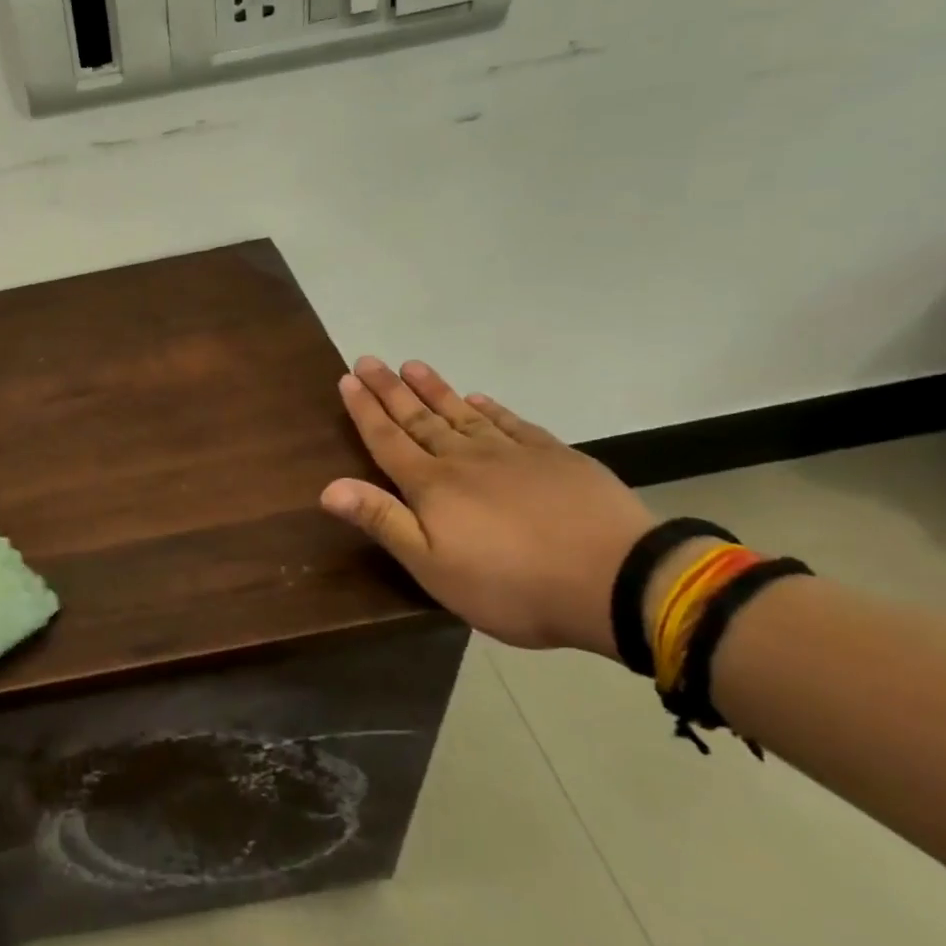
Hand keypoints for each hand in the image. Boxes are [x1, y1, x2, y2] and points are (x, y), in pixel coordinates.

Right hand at [319, 357, 654, 655]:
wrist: (617, 581)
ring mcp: (513, 454)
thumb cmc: (512, 585)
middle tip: (369, 361)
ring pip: (463, 414)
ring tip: (413, 366)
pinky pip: (512, 424)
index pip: (388, 440)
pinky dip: (491, 408)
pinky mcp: (555, 457)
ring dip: (435, 390)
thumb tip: (327, 487)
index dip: (365, 410)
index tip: (348, 379)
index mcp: (432, 486)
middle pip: (419, 419)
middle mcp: (465, 459)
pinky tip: (479, 398)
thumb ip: (383, 522)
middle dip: (391, 391)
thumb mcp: (433, 567)